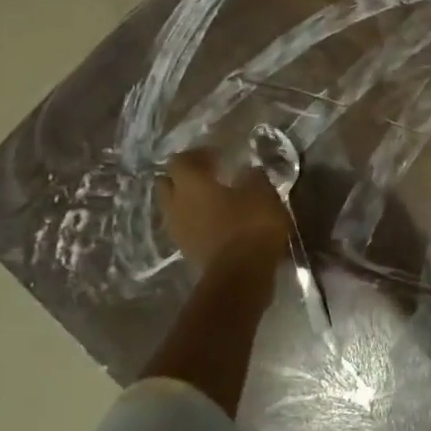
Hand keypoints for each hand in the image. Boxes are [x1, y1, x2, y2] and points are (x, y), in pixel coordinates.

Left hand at [160, 149, 289, 275]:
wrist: (240, 275)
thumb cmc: (250, 225)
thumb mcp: (263, 193)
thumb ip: (253, 177)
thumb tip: (248, 170)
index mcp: (191, 184)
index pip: (180, 160)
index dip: (197, 155)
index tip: (218, 156)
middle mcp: (176, 204)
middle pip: (168, 183)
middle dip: (185, 177)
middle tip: (210, 176)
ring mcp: (178, 230)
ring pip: (175, 208)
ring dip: (190, 202)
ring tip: (216, 201)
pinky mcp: (187, 250)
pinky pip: (186, 228)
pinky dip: (198, 222)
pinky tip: (219, 222)